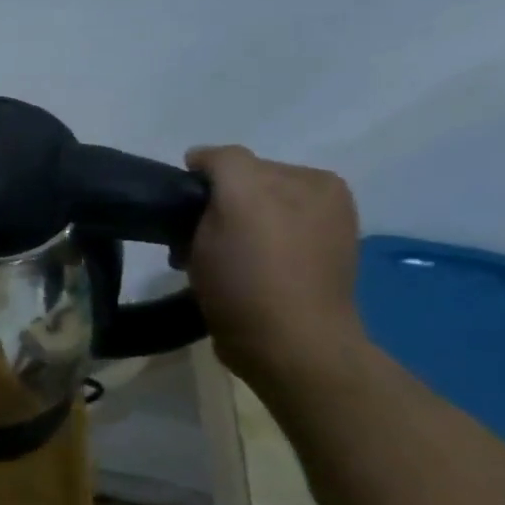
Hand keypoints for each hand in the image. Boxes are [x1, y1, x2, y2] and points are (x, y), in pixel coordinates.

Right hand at [184, 146, 366, 384]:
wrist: (286, 346)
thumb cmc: (255, 274)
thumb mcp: (237, 201)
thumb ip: (225, 163)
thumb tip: (201, 157)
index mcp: (314, 181)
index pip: (237, 165)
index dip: (201, 188)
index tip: (182, 217)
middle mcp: (323, 204)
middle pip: (239, 194)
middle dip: (208, 213)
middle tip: (186, 244)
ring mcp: (315, 241)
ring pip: (241, 223)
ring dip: (214, 238)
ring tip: (200, 266)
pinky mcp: (300, 275)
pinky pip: (252, 251)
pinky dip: (232, 259)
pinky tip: (223, 279)